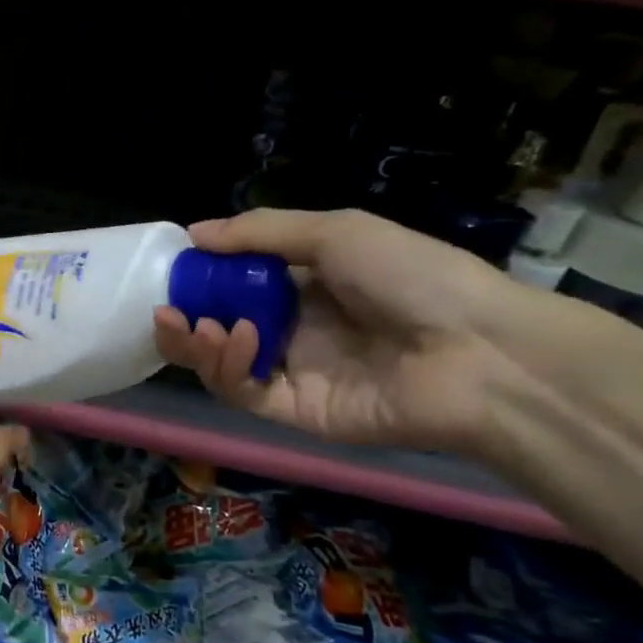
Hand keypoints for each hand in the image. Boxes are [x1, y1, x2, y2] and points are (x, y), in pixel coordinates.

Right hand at [152, 209, 523, 450]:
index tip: (173, 271)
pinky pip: (241, 391)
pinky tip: (235, 339)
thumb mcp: (336, 233)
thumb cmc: (411, 277)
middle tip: (163, 309)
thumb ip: (261, 232)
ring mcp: (291, 372)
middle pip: (219, 326)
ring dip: (197, 343)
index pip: (235, 283)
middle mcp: (292, 328)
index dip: (201, 278)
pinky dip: (227, 365)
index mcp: (306, 285)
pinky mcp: (293, 410)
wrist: (478, 352)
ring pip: (220, 363)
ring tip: (196, 325)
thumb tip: (193, 233)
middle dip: (185, 318)